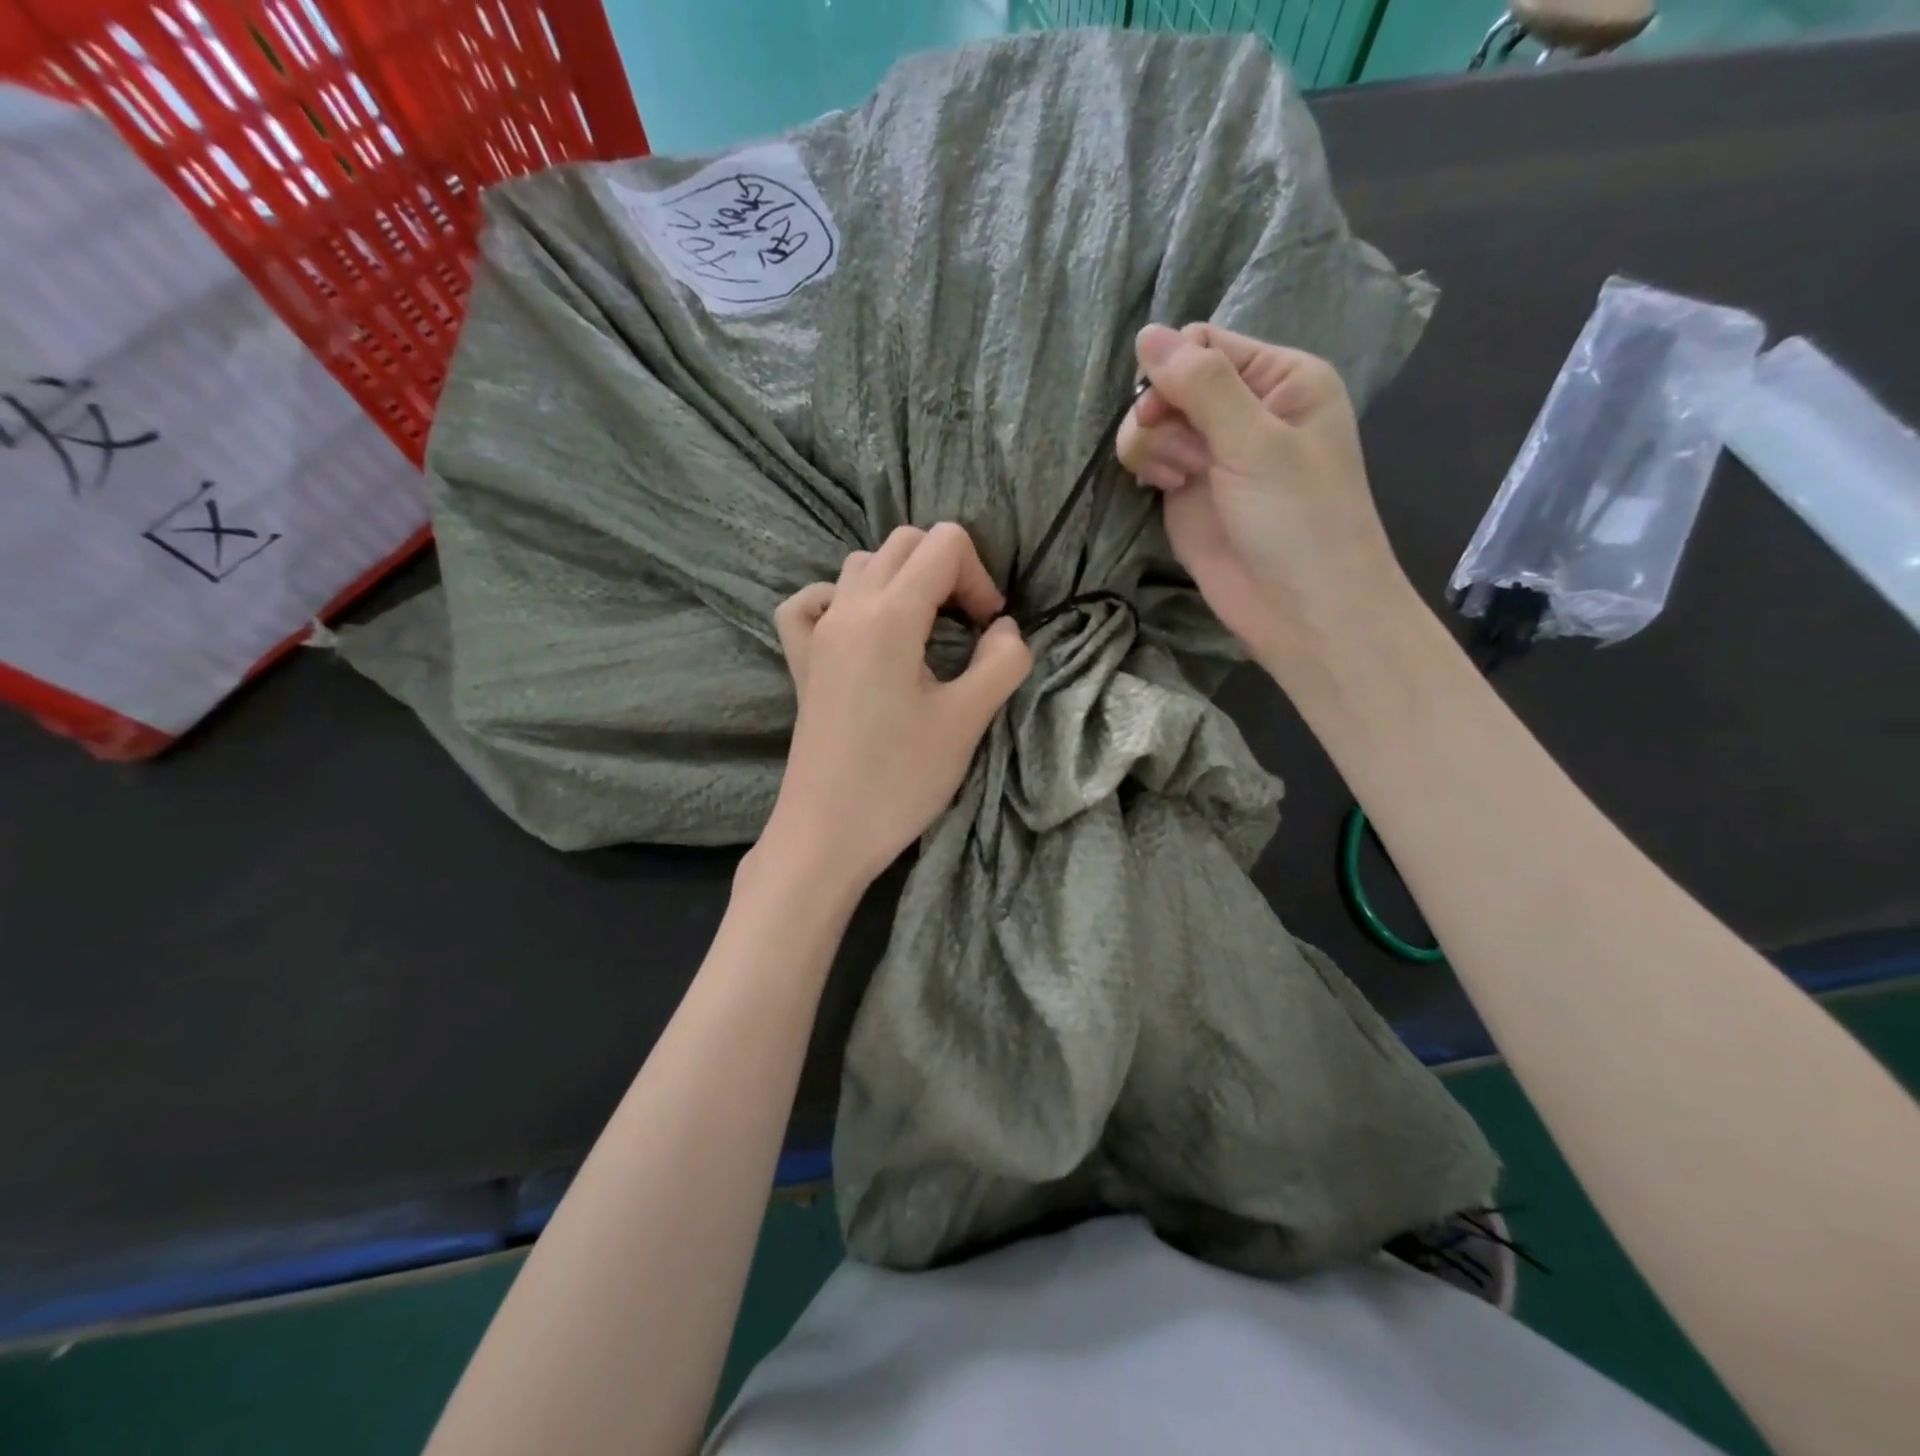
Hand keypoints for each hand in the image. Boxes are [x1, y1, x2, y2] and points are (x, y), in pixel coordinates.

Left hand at [760, 523, 1032, 896]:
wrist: (826, 834)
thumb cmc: (900, 781)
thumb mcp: (966, 721)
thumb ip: (1001, 662)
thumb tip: (1005, 629)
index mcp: (889, 616)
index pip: (944, 545)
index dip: (980, 578)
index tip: (988, 630)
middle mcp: (847, 609)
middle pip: (904, 544)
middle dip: (948, 571)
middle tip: (967, 628)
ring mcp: (817, 633)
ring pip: (862, 565)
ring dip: (903, 581)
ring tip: (924, 631)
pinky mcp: (801, 662)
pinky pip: (811, 603)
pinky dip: (840, 599)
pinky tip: (860, 631)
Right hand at [1116, 323, 1412, 669]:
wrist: (1302, 610)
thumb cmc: (1298, 520)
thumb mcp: (1256, 442)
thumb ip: (1202, 386)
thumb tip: (1147, 334)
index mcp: (1280, 381)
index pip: (1205, 345)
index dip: (1174, 369)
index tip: (1163, 407)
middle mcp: (1245, 411)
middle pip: (1171, 382)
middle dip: (1161, 413)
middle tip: (1182, 455)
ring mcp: (1213, 454)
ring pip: (1153, 423)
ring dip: (1153, 444)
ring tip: (1179, 479)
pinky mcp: (1188, 493)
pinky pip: (1150, 460)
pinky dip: (1148, 468)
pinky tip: (1166, 488)